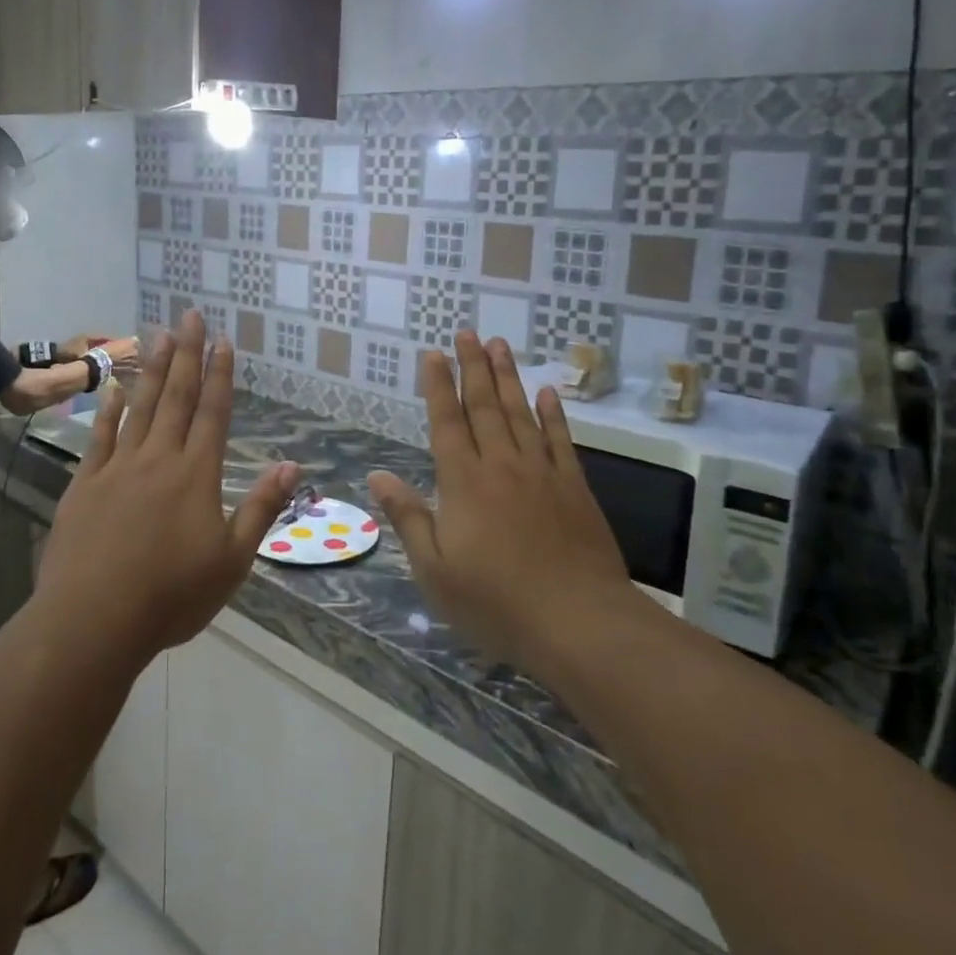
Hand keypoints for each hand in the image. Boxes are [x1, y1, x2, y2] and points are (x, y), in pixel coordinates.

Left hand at [38, 311, 299, 659]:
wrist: (94, 620)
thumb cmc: (172, 596)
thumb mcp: (233, 560)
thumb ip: (261, 508)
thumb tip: (292, 465)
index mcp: (197, 475)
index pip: (213, 413)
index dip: (220, 375)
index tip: (223, 341)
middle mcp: (159, 459)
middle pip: (177, 397)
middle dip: (187, 354)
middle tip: (191, 315)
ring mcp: (118, 468)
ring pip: (140, 407)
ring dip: (152, 368)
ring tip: (159, 334)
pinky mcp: (85, 484)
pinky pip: (100, 436)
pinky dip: (109, 410)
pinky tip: (113, 388)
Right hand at [368, 334, 634, 672]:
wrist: (578, 622)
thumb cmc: (495, 601)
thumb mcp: (435, 569)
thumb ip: (408, 516)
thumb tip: (377, 475)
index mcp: (463, 482)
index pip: (447, 421)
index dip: (439, 386)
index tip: (434, 353)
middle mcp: (501, 465)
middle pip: (485, 406)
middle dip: (473, 366)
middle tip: (468, 332)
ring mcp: (541, 472)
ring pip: (521, 413)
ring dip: (508, 376)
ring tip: (500, 344)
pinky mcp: (574, 487)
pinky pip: (560, 440)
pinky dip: (552, 413)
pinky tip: (547, 391)